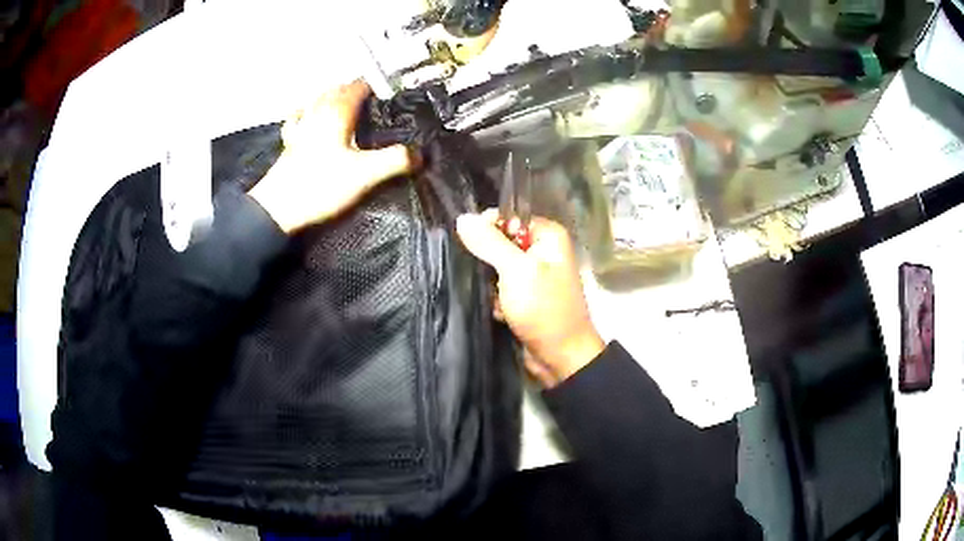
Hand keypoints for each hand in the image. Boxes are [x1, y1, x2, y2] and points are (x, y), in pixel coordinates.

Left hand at [249, 80, 416, 232]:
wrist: (279, 208)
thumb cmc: (322, 186)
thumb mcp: (365, 175)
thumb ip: (394, 161)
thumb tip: (419, 154)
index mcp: (337, 114)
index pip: (357, 88)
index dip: (372, 87)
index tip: (385, 94)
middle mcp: (317, 114)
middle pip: (336, 90)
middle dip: (352, 89)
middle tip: (368, 98)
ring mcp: (300, 127)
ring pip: (316, 100)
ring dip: (330, 96)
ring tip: (341, 101)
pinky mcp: (288, 144)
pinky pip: (297, 118)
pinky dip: (305, 112)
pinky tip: (306, 116)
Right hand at [456, 210, 604, 387]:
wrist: (560, 357)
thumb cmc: (544, 308)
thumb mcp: (515, 270)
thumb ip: (489, 242)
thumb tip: (463, 218)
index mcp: (548, 236)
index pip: (510, 217)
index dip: (490, 227)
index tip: (474, 243)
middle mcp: (543, 251)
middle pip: (501, 243)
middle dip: (490, 262)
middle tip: (491, 279)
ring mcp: (534, 276)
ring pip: (497, 268)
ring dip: (492, 285)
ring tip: (498, 300)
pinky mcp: (525, 297)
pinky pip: (500, 288)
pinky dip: (498, 300)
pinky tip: (504, 313)